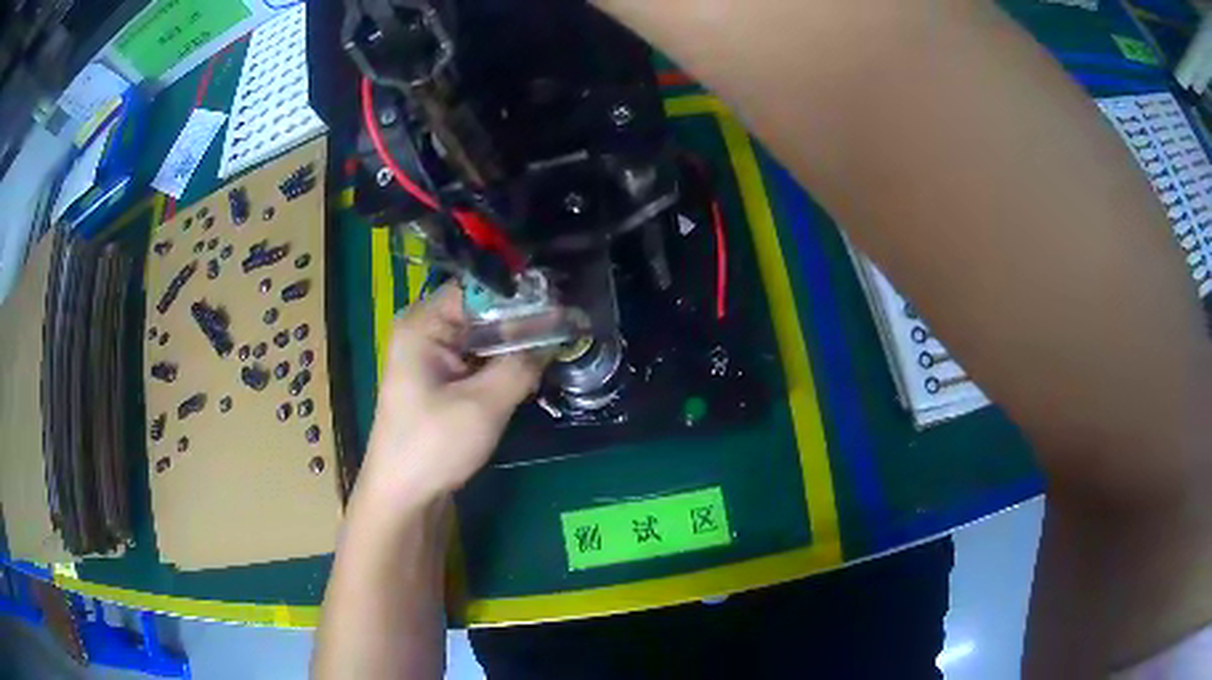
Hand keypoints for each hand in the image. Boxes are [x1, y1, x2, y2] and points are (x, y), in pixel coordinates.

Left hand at [359, 283, 546, 506]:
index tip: (561, 305)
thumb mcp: (484, 404)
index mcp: (423, 325)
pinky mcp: (439, 380)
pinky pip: (476, 359)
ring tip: (557, 345)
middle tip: (567, 327)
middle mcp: (424, 332)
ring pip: (482, 336)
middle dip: (521, 320)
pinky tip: (531, 370)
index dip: (519, 294)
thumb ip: (521, 364)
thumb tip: (558, 333)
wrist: (403, 496)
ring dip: (514, 344)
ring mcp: (430, 357)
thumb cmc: (434, 446)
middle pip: (480, 310)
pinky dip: (502, 363)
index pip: (477, 288)